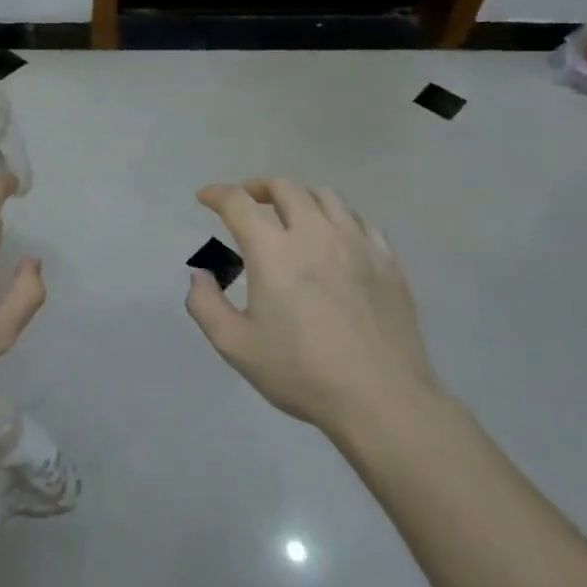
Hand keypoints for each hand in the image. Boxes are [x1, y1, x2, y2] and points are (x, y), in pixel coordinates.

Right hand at [186, 179, 442, 440]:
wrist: (381, 399)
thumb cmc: (301, 372)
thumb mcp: (236, 346)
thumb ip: (206, 305)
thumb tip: (199, 275)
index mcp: (273, 251)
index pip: (238, 203)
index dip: (217, 194)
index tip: (205, 197)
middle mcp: (314, 234)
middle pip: (285, 188)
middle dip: (259, 187)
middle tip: (248, 201)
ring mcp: (356, 244)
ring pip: (326, 197)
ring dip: (300, 197)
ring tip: (291, 214)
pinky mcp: (387, 260)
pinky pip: (359, 220)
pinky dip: (337, 218)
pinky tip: (334, 238)